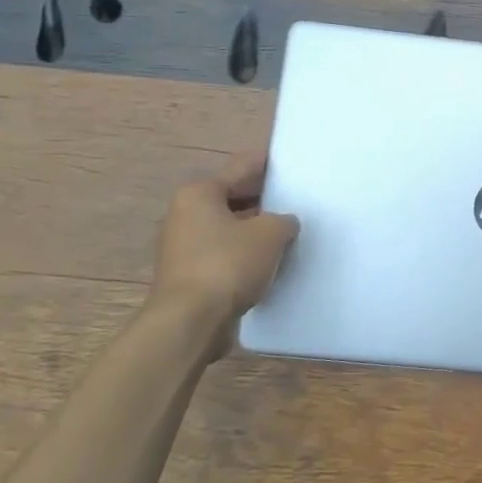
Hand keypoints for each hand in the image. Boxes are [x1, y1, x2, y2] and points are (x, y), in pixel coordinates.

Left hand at [149, 152, 298, 331]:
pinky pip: (226, 253)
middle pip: (233, 197)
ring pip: (230, 227)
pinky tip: (272, 261)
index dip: (268, 163)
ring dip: (256, 229)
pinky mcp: (190, 275)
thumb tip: (282, 224)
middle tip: (297, 198)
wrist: (191, 322)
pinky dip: (246, 254)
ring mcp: (184, 246)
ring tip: (290, 231)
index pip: (241, 167)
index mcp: (199, 193)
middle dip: (264, 199)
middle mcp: (185, 214)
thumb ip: (284, 221)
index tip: (291, 160)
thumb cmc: (228, 264)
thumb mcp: (271, 234)